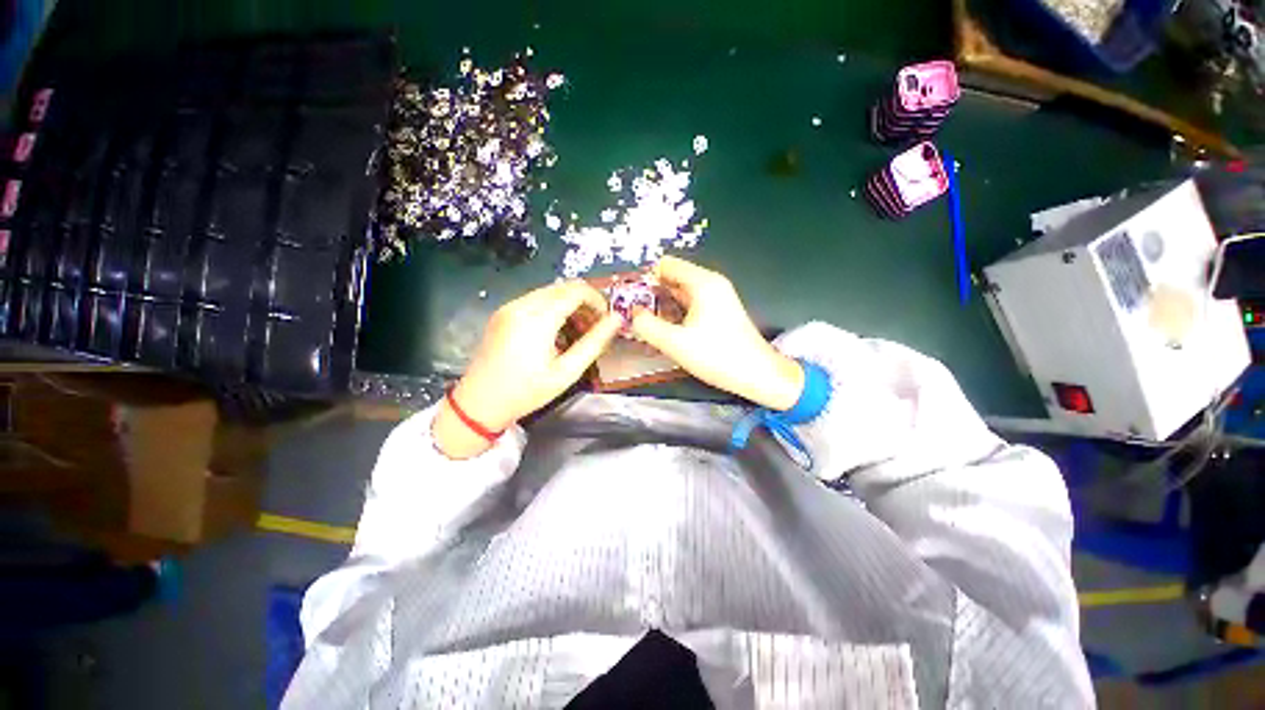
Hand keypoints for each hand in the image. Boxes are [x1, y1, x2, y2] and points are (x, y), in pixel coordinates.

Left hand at [433, 281, 620, 458]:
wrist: (479, 403)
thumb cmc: (527, 392)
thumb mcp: (567, 372)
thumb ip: (594, 343)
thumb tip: (616, 320)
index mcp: (538, 318)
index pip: (576, 290)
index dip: (597, 300)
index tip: (605, 320)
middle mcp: (521, 305)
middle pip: (564, 287)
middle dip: (585, 302)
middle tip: (593, 328)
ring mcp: (509, 307)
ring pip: (550, 292)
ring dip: (569, 305)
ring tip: (576, 332)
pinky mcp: (502, 313)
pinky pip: (535, 299)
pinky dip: (553, 308)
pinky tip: (555, 332)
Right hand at [632, 256, 803, 409]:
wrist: (758, 375)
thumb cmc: (718, 356)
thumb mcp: (675, 343)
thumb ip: (647, 326)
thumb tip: (632, 314)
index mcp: (702, 283)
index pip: (666, 265)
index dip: (645, 279)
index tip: (632, 301)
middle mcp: (711, 284)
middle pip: (673, 278)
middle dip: (652, 295)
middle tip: (636, 317)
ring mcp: (717, 298)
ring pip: (680, 294)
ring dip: (663, 307)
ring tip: (648, 328)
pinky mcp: (719, 312)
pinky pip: (691, 305)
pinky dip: (676, 315)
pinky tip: (668, 333)